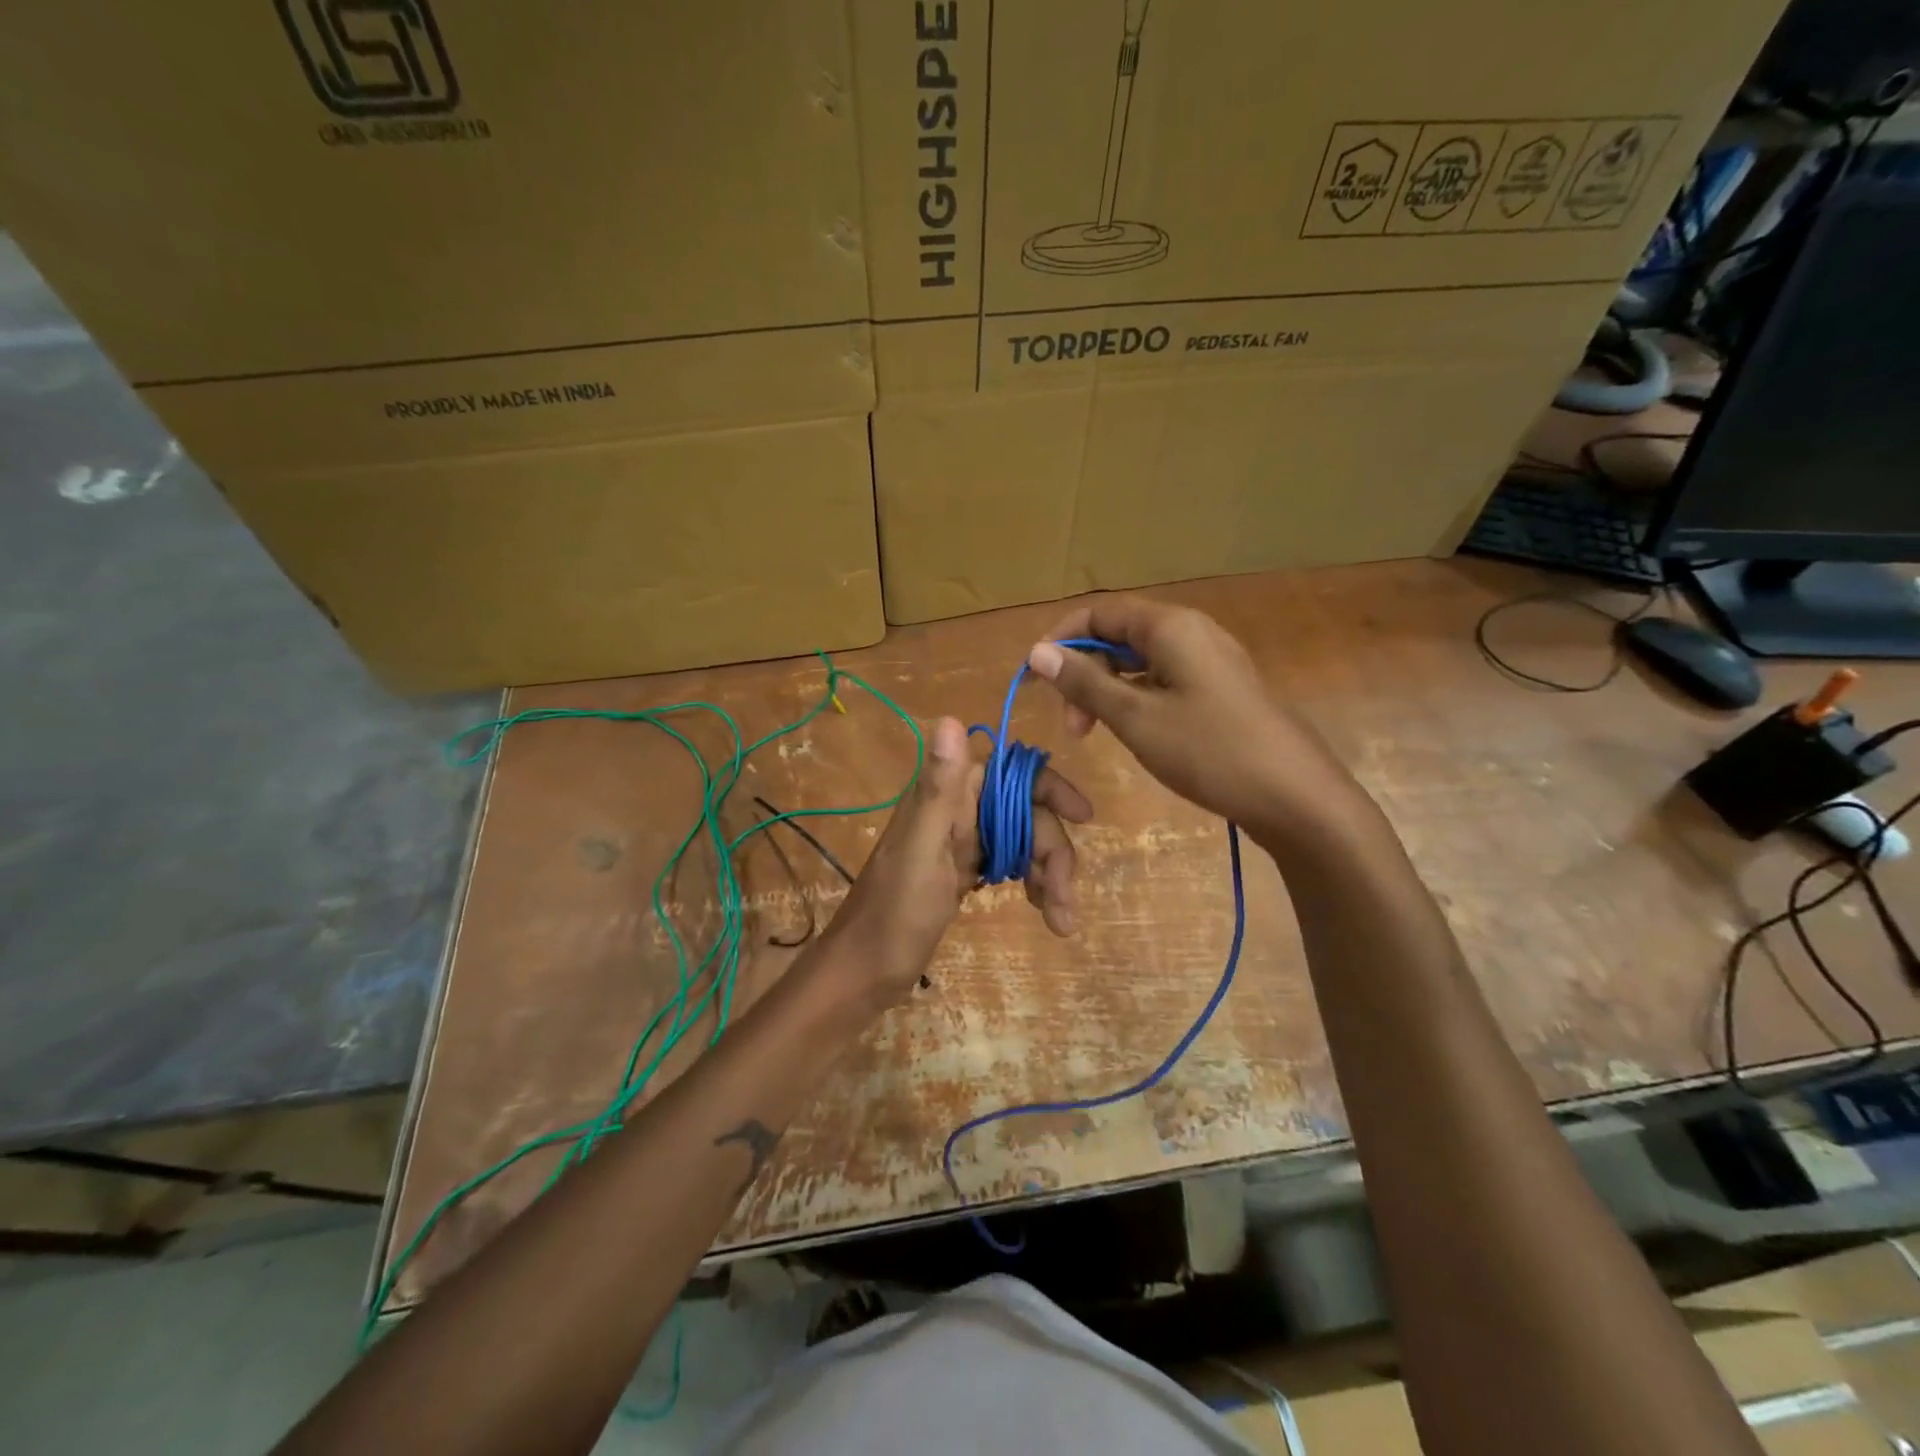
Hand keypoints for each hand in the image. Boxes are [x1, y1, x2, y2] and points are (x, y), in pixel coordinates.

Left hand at [825, 717, 1090, 1006]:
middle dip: (1052, 852)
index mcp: (945, 796)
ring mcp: (960, 842)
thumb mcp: (922, 852)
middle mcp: (955, 811)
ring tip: (1060, 921)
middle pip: (1026, 813)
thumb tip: (949, 717)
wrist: (865, 971)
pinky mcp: (963, 871)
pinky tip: (1044, 911)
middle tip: (1065, 902)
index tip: (1083, 816)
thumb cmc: (894, 914)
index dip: (1049, 788)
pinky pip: (1010, 863)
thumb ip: (940, 788)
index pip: (1011, 773)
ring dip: (1048, 874)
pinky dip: (1032, 884)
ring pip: (1023, 840)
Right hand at [1027, 595, 1356, 832]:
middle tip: (1073, 725)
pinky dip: (1136, 699)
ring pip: (1141, 661)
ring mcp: (1210, 661)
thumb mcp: (1135, 717)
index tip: (1033, 679)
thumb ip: (1084, 682)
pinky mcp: (1220, 689)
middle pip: (1119, 635)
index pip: (1099, 612)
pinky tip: (1133, 732)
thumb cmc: (1208, 750)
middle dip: (1085, 672)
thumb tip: (1038, 651)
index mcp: (1170, 627)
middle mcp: (1191, 632)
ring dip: (1108, 690)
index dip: (1060, 639)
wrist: (1293, 795)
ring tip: (1095, 733)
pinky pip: (1164, 680)